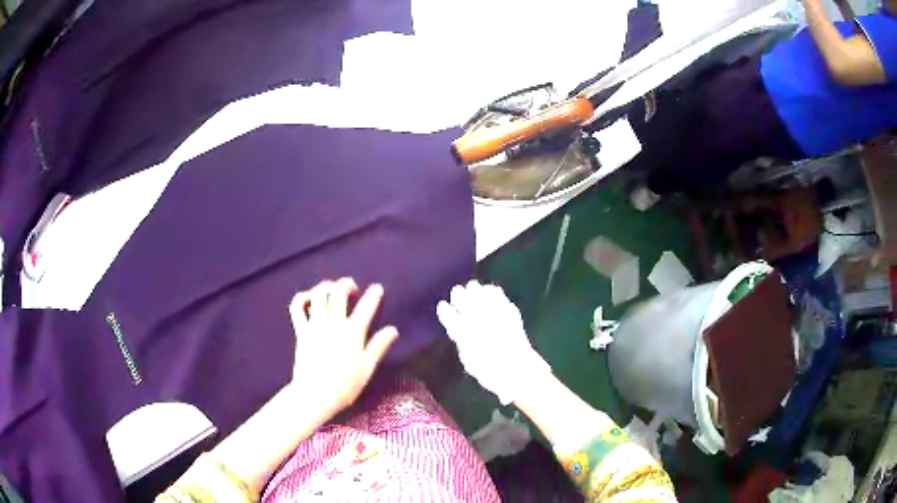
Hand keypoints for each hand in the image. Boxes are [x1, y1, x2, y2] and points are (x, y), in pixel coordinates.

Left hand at [288, 278, 398, 415]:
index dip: (374, 295)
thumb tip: (393, 330)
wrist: (315, 394)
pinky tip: (310, 299)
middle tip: (353, 287)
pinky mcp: (301, 330)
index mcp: (352, 332)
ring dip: (327, 286)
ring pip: (318, 294)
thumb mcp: (367, 367)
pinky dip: (303, 297)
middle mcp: (333, 323)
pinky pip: (297, 307)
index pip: (366, 307)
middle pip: (339, 292)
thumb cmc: (345, 385)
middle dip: (347, 284)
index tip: (378, 288)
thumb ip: (379, 345)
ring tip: (332, 289)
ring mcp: (315, 325)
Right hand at [437, 280, 550, 404]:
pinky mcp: (507, 309)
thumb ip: (462, 343)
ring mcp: (493, 311)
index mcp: (462, 332)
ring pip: (477, 289)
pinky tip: (491, 295)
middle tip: (459, 297)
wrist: (518, 369)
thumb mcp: (469, 361)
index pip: (447, 313)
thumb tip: (460, 333)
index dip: (444, 310)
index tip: (444, 307)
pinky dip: (492, 292)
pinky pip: (496, 293)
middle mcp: (475, 318)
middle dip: (458, 295)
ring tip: (475, 293)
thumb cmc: (490, 372)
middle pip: (460, 295)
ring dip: (474, 291)